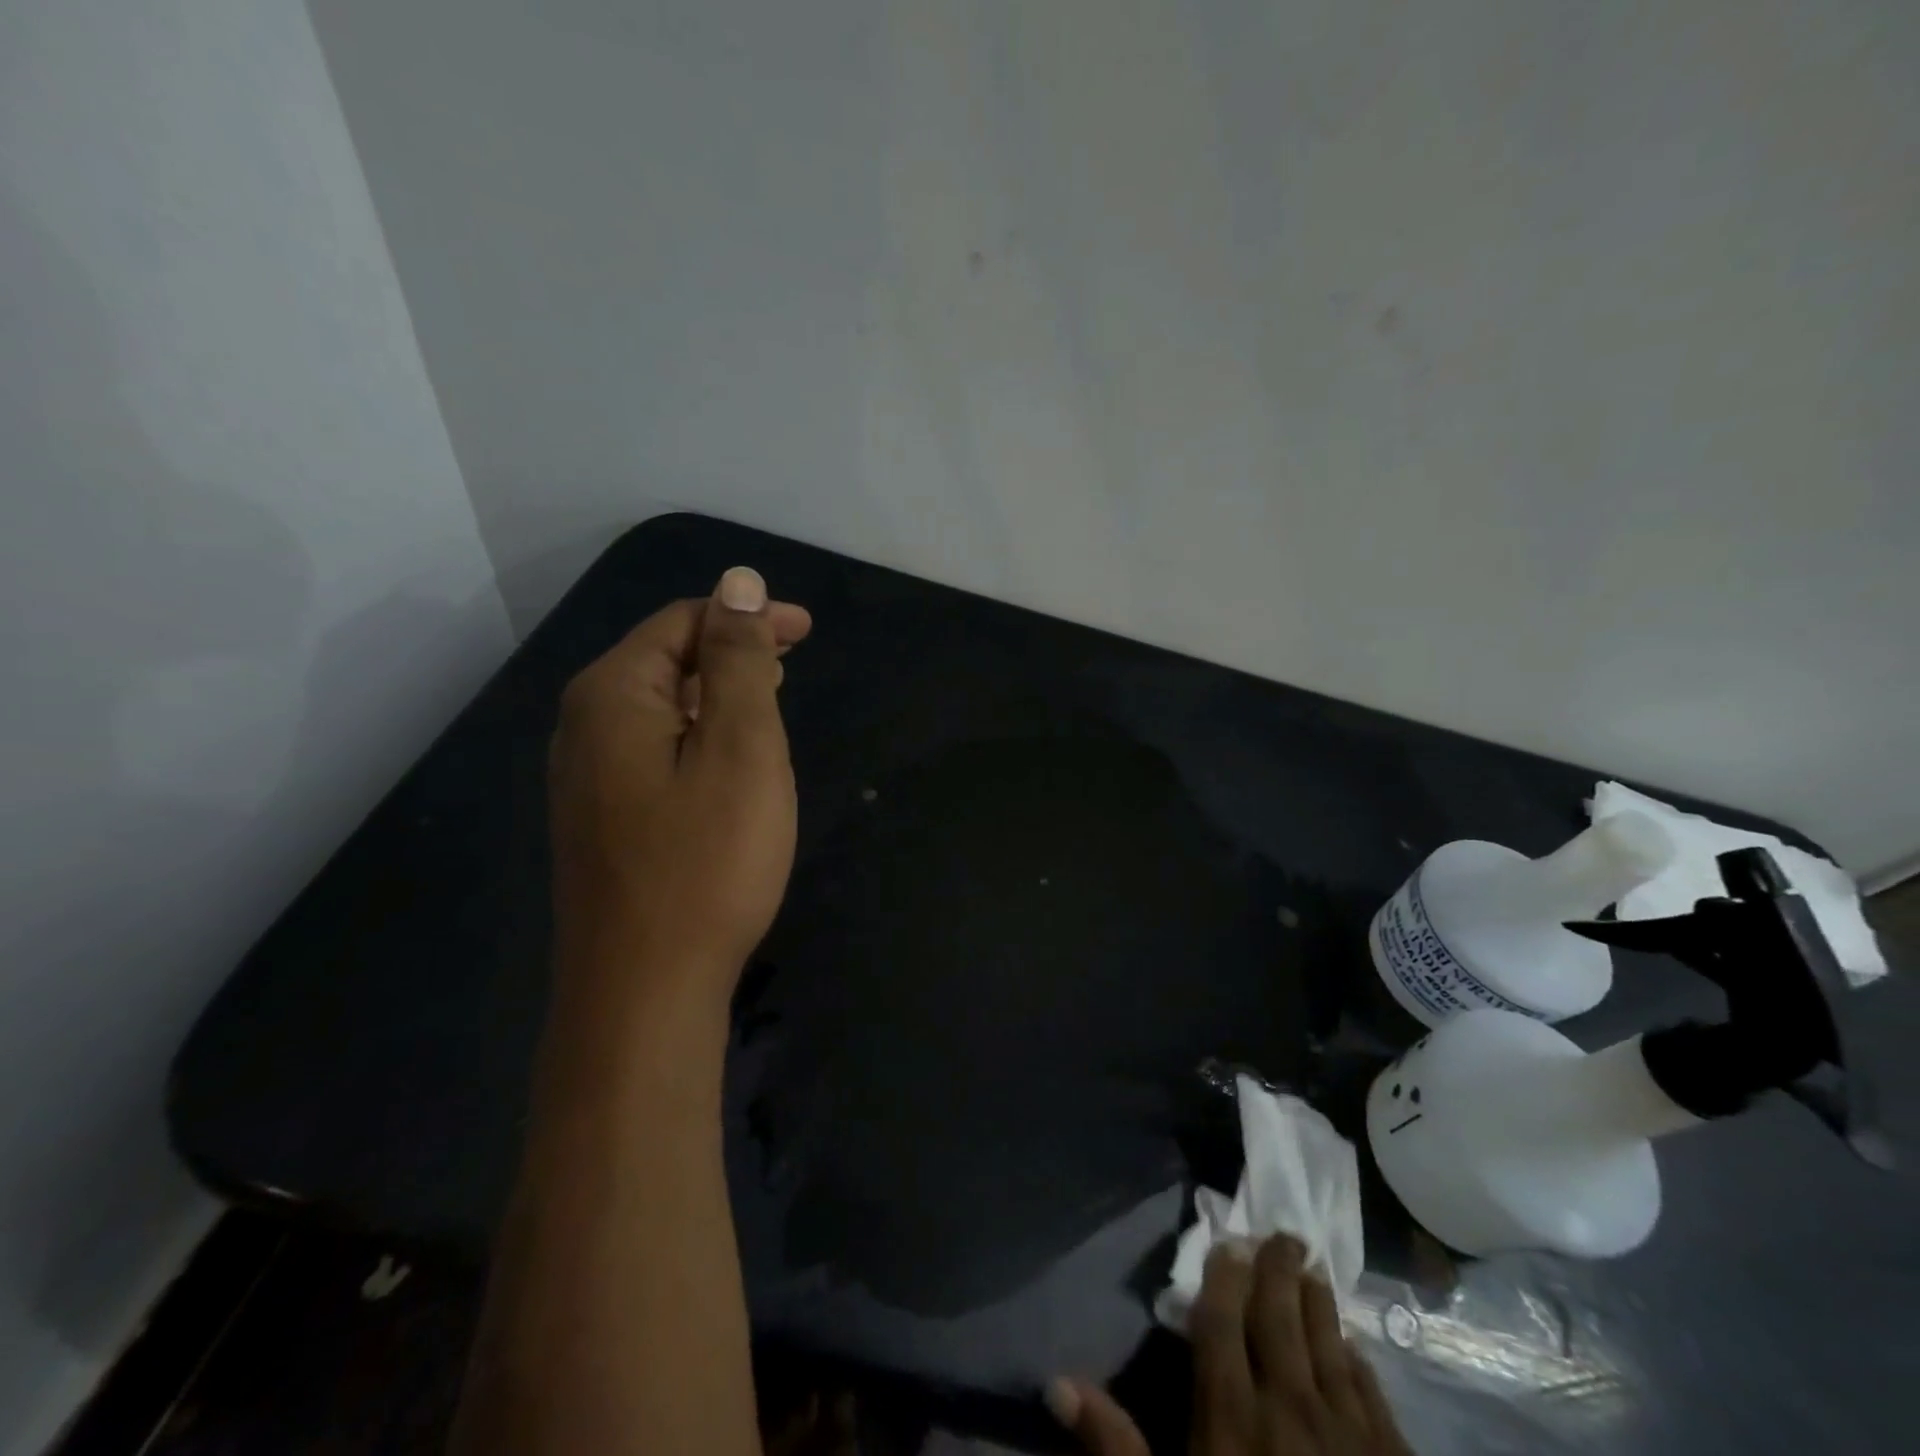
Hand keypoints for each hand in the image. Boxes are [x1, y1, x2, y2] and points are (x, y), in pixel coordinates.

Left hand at [548, 566, 811, 1002]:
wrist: (644, 991)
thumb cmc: (706, 862)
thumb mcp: (740, 749)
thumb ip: (738, 661)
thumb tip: (738, 582)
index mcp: (612, 695)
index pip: (682, 622)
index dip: (747, 617)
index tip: (806, 632)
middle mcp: (584, 726)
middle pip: (665, 660)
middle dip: (732, 654)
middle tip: (791, 668)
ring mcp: (586, 778)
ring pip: (660, 709)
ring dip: (717, 697)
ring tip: (770, 709)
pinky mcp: (601, 820)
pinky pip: (654, 751)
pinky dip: (699, 739)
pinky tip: (727, 766)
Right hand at [1048, 1236, 1410, 1455]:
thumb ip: (1116, 1446)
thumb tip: (1057, 1382)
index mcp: (1233, 1414)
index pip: (1224, 1321)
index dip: (1225, 1276)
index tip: (1229, 1243)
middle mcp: (1289, 1407)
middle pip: (1280, 1319)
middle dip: (1278, 1271)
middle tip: (1283, 1233)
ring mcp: (1349, 1436)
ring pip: (1330, 1346)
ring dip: (1321, 1304)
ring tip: (1315, 1270)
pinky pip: (1373, 1396)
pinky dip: (1360, 1363)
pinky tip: (1356, 1348)